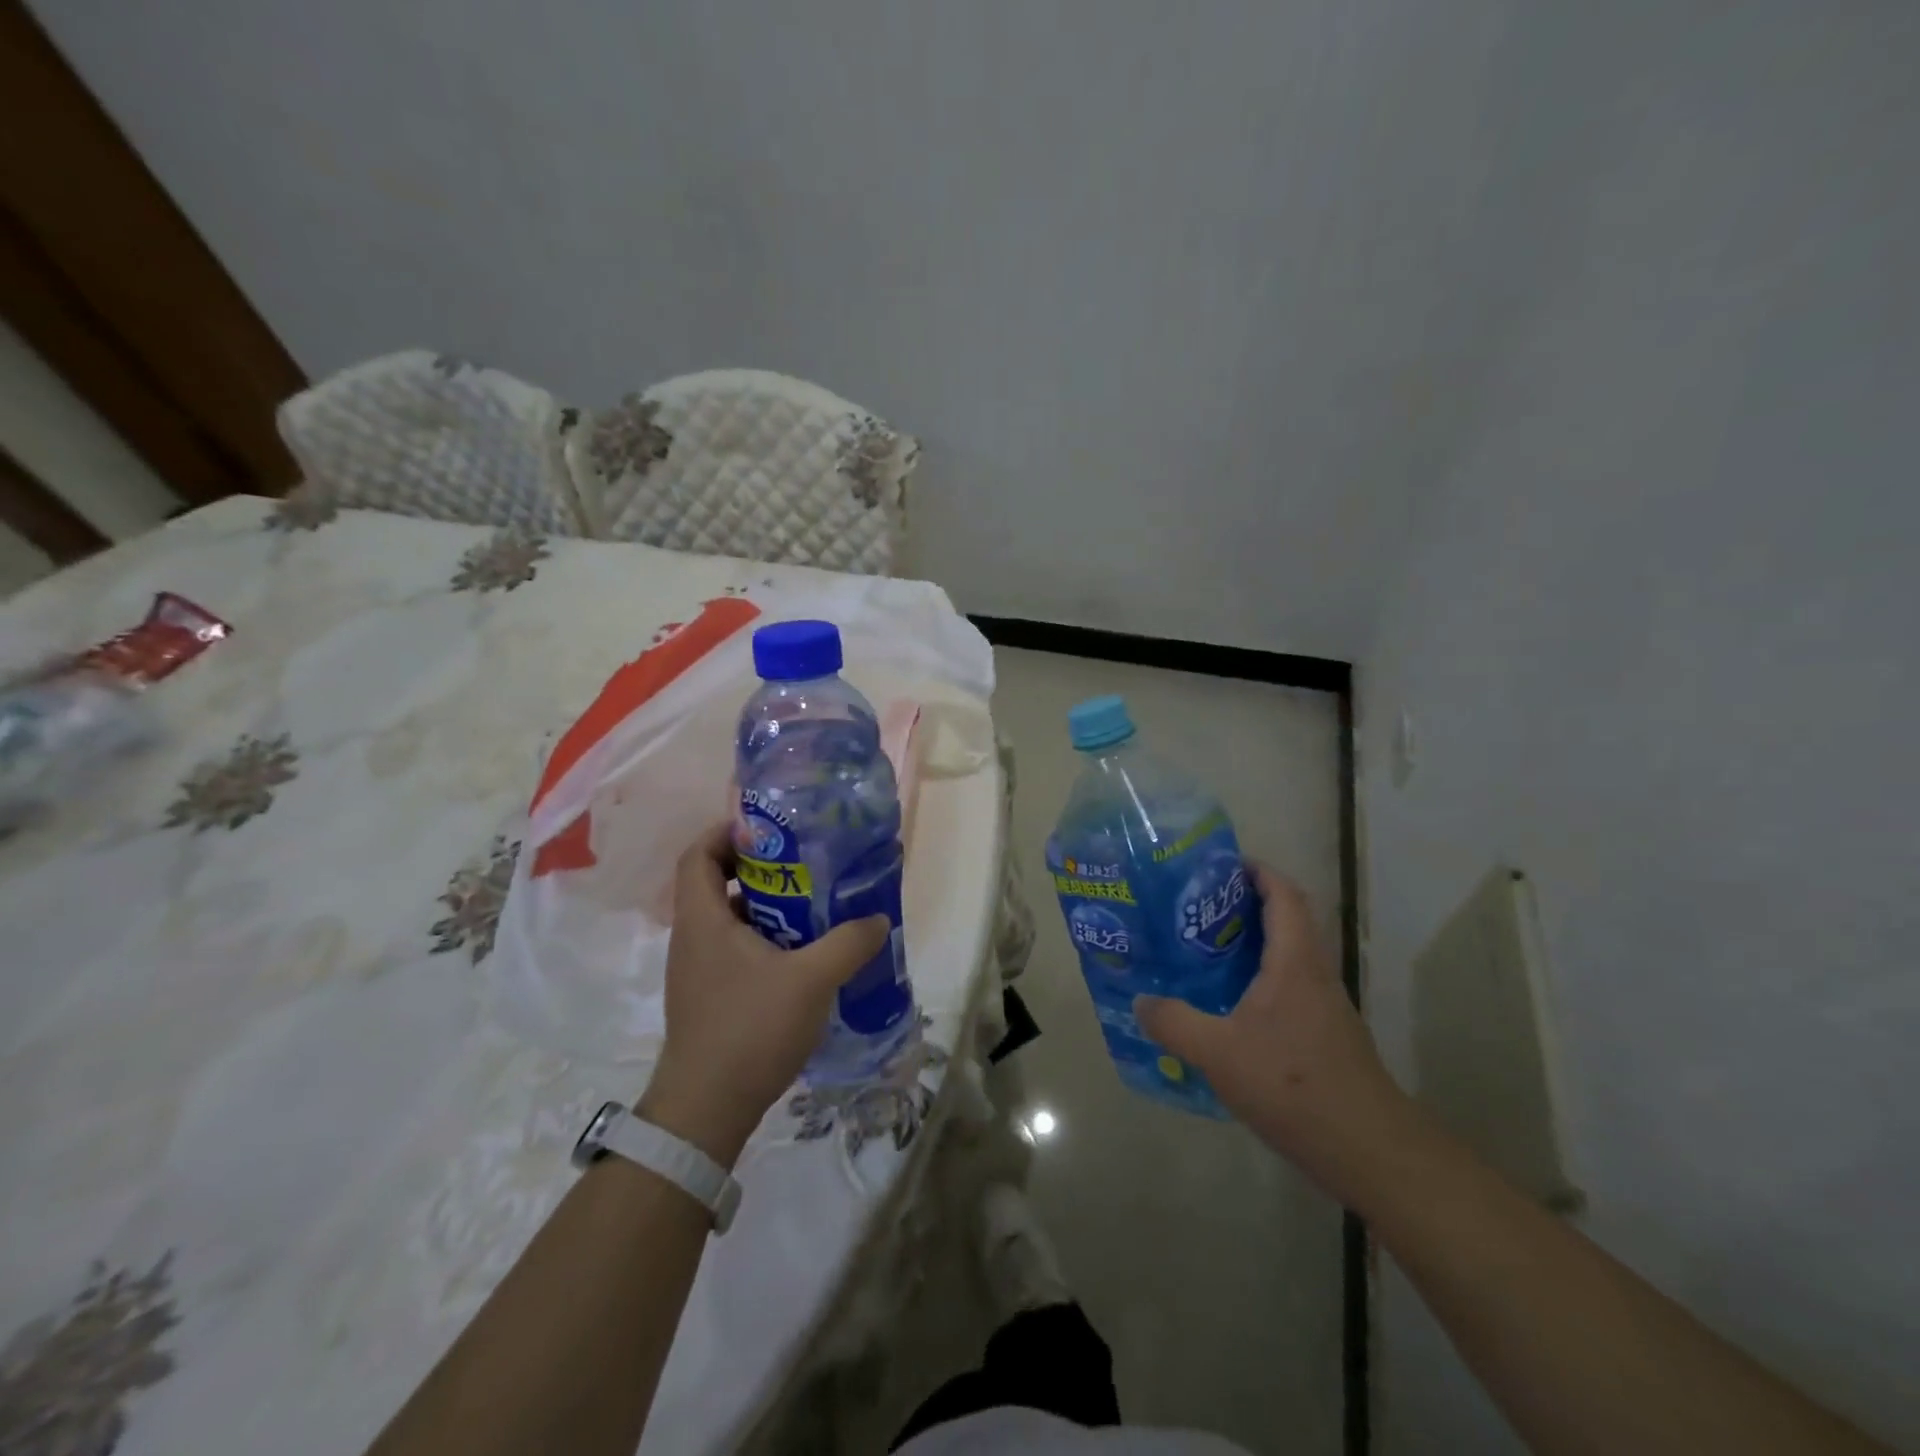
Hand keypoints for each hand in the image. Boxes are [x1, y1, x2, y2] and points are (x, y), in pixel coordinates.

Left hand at [638, 822, 889, 1167]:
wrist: (706, 1110)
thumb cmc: (750, 1028)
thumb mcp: (812, 979)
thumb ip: (849, 943)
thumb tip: (878, 918)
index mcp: (703, 920)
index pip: (698, 854)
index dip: (726, 833)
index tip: (769, 832)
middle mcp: (692, 939)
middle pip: (715, 884)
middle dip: (760, 870)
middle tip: (804, 867)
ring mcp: (696, 972)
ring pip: (728, 921)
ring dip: (766, 909)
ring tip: (811, 909)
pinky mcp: (707, 998)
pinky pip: (733, 951)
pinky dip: (763, 941)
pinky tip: (800, 958)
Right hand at [1135, 864, 1407, 1200]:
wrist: (1368, 1150)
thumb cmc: (1294, 1085)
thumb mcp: (1219, 1052)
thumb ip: (1175, 1022)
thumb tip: (1140, 1002)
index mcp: (1295, 962)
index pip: (1284, 895)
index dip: (1257, 871)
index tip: (1220, 865)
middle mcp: (1315, 975)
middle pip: (1288, 920)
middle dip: (1245, 905)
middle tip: (1197, 908)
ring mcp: (1325, 1008)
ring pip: (1288, 957)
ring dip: (1252, 945)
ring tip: (1204, 951)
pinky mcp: (1325, 1037)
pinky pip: (1289, 990)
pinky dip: (1260, 981)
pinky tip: (1228, 1008)